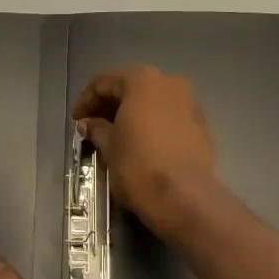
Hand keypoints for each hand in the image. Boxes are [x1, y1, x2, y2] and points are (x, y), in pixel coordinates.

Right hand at [72, 65, 219, 238]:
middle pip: (132, 87)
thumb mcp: (109, 147)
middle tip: (93, 126)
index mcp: (143, 81)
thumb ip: (97, 129)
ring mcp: (190, 103)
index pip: (105, 82)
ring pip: (153, 101)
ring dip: (132, 113)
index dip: (86, 100)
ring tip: (115, 135)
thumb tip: (88, 124)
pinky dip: (152, 123)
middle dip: (110, 105)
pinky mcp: (201, 125)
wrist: (184, 197)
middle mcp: (170, 83)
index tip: (76, 120)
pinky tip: (141, 143)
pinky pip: (169, 116)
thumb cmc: (138, 166)